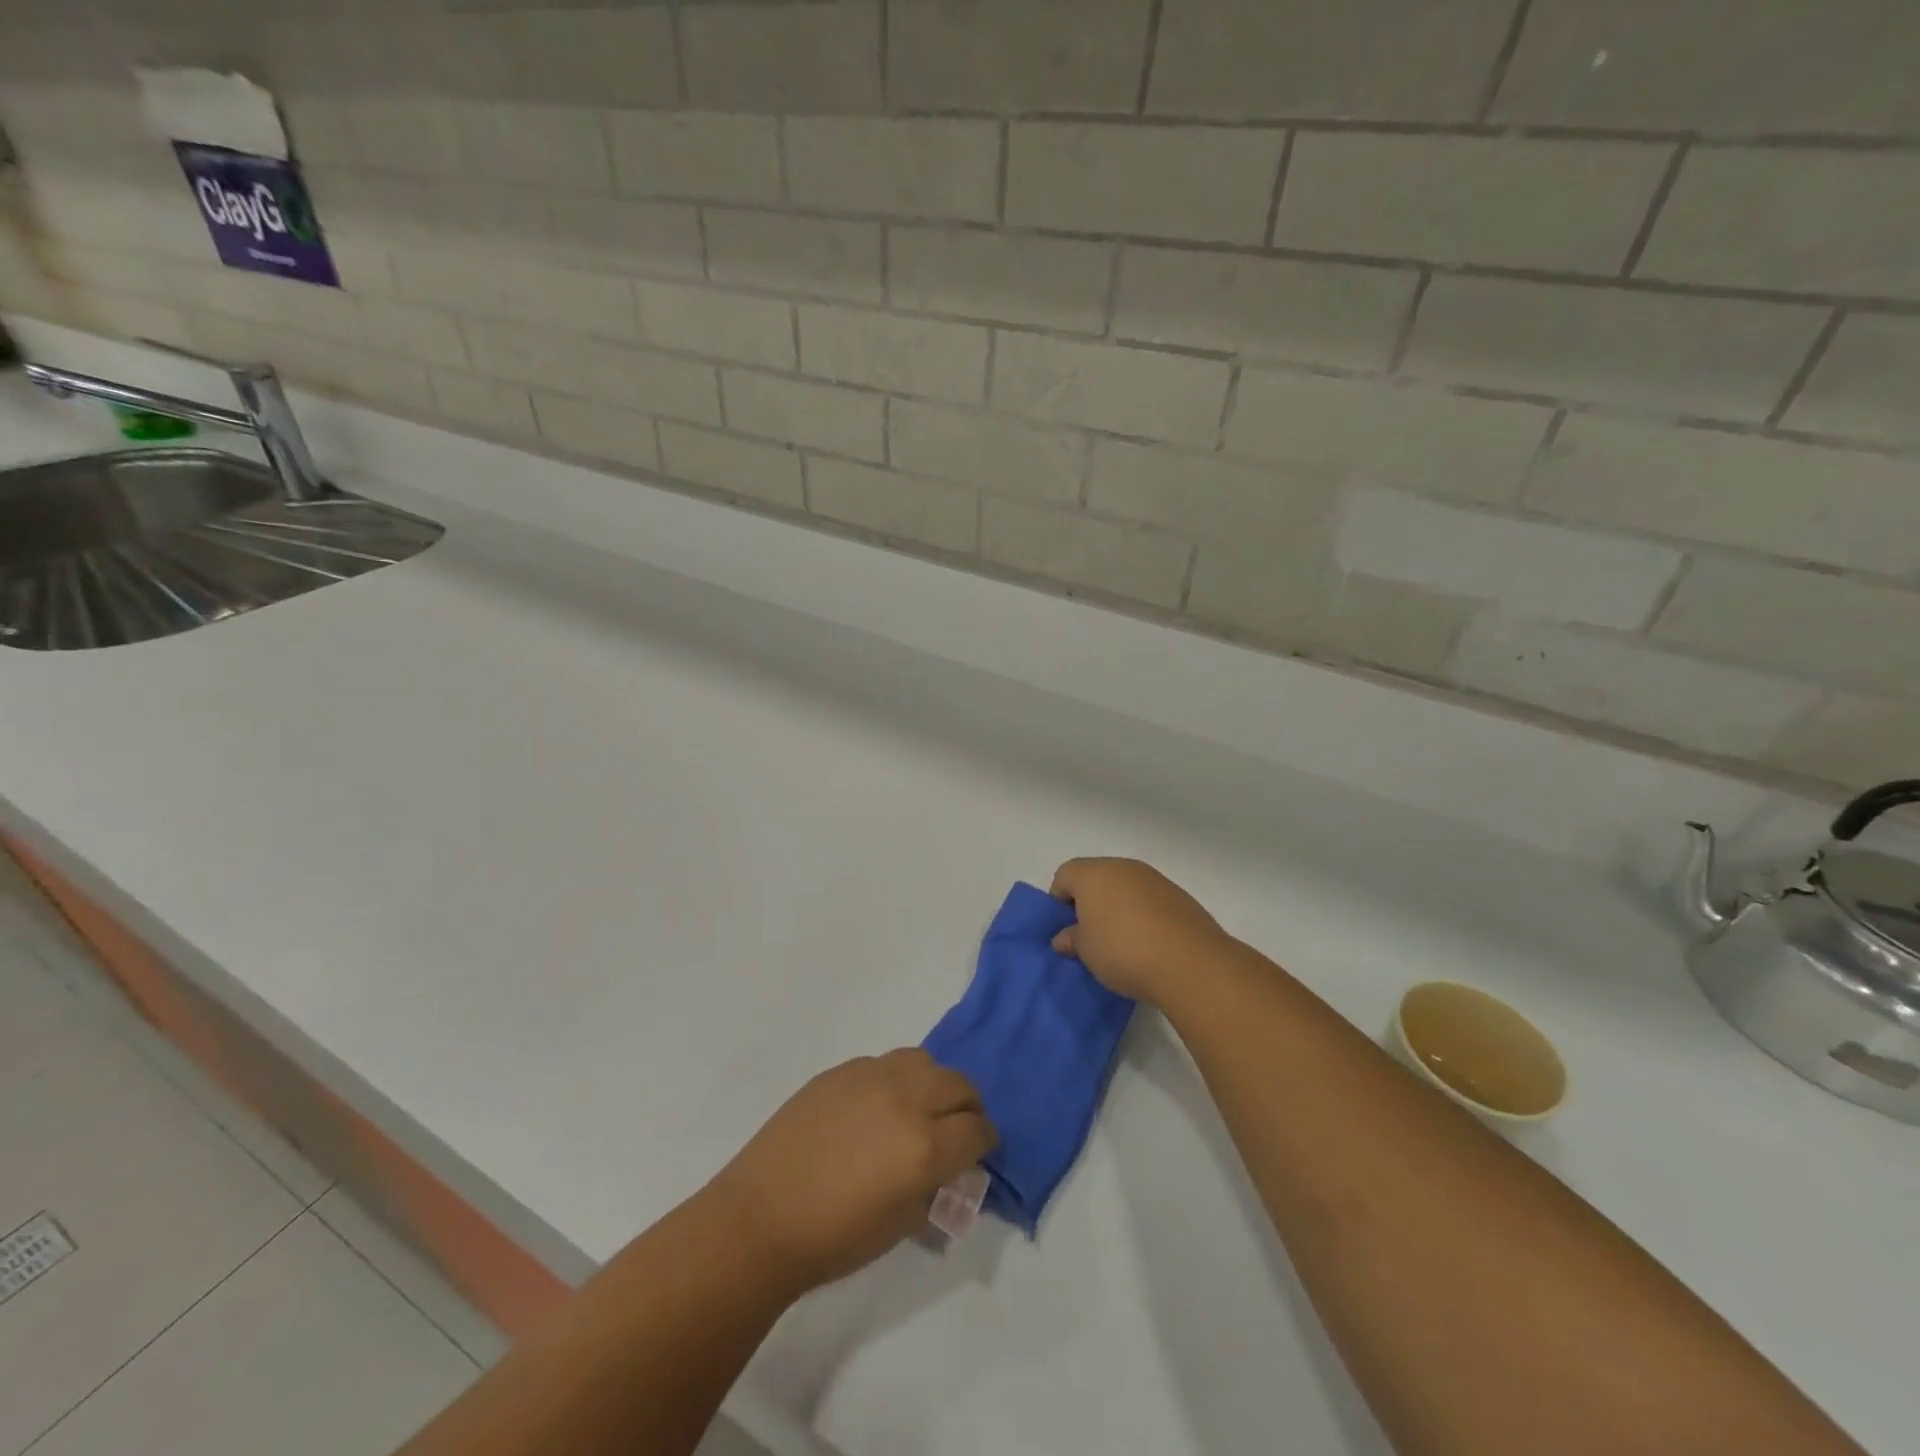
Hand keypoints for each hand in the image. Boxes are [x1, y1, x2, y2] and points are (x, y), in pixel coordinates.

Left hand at [706, 1050, 995, 1294]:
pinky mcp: (841, 1070)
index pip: (977, 1130)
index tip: (979, 1152)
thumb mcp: (901, 1225)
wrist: (761, 1217)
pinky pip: (885, 1063)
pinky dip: (896, 1080)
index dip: (985, 1142)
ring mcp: (871, 1077)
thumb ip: (935, 1189)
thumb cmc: (834, 1238)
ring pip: (924, 1061)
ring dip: (934, 1083)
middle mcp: (905, 1100)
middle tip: (957, 1129)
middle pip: (959, 1084)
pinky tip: (878, 1107)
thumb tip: (949, 1171)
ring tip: (920, 1108)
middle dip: (967, 1107)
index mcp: (925, 1147)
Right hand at [1050, 857, 1236, 1004]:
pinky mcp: (1179, 895)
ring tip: (1123, 942)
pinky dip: (1143, 914)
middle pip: (1096, 877)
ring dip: (1118, 907)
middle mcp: (1123, 867)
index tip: (1068, 929)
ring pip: (1125, 887)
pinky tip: (1149, 942)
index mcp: (1093, 874)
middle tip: (1092, 935)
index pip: (1064, 875)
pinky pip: (1149, 899)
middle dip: (1090, 902)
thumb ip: (1072, 939)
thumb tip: (1065, 937)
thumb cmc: (1124, 951)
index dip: (1060, 901)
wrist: (1191, 963)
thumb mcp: (1086, 952)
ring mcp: (1154, 879)